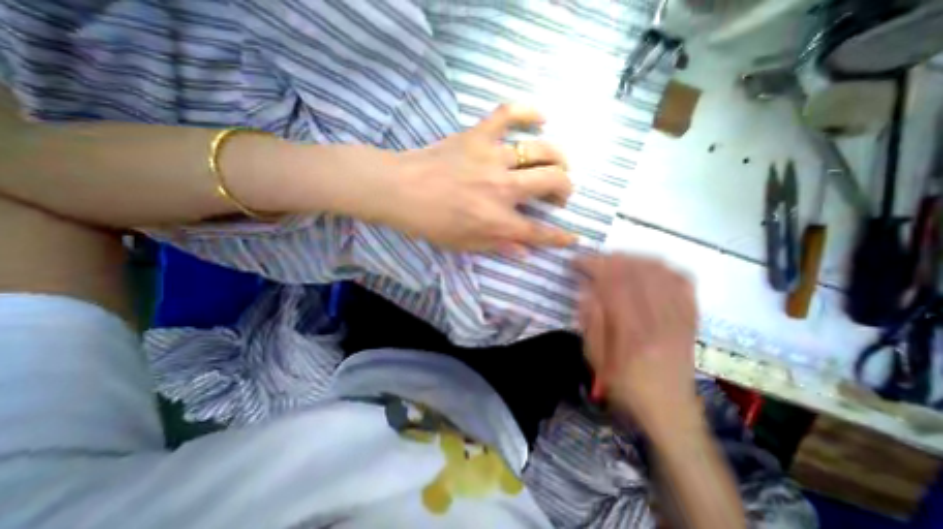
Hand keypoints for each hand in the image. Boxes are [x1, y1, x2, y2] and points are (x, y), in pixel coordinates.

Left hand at [377, 103, 573, 252]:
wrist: (399, 190)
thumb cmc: (430, 222)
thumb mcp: (464, 244)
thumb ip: (498, 247)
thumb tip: (524, 253)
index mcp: (498, 220)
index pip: (538, 232)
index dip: (559, 237)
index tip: (573, 237)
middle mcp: (503, 188)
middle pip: (552, 182)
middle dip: (565, 188)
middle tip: (560, 194)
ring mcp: (492, 158)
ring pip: (540, 149)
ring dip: (557, 158)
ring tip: (558, 164)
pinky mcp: (478, 135)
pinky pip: (508, 114)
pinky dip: (528, 110)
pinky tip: (541, 116)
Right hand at [574, 254, 699, 437]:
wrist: (671, 412)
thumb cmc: (626, 388)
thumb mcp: (596, 362)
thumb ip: (591, 324)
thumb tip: (586, 291)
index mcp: (633, 335)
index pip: (614, 285)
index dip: (594, 266)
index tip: (578, 261)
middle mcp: (660, 322)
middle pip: (637, 273)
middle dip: (611, 259)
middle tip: (594, 258)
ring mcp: (680, 319)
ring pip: (660, 272)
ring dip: (635, 259)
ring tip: (616, 259)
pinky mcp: (692, 319)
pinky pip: (683, 282)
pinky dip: (664, 268)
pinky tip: (649, 267)